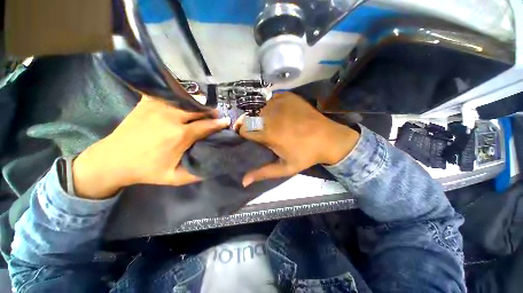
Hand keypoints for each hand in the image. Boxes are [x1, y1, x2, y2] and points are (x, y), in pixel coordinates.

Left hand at [72, 96, 229, 198]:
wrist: (113, 160)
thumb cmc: (147, 170)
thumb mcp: (175, 178)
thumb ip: (197, 173)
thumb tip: (215, 164)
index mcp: (180, 135)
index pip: (207, 125)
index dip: (219, 123)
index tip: (227, 122)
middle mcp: (171, 117)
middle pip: (200, 109)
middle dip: (211, 113)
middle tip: (214, 117)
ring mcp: (158, 106)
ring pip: (187, 100)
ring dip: (198, 105)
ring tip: (201, 111)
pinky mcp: (148, 102)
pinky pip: (170, 94)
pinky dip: (180, 97)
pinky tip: (183, 103)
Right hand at [234, 92, 359, 186]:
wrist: (330, 138)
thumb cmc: (307, 155)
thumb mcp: (285, 168)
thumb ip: (263, 173)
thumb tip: (243, 181)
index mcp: (269, 133)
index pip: (244, 129)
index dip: (245, 135)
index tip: (251, 139)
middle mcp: (271, 115)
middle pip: (250, 118)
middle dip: (252, 125)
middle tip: (262, 132)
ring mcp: (279, 103)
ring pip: (259, 108)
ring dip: (261, 116)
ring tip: (270, 123)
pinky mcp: (287, 96)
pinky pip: (271, 100)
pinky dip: (271, 106)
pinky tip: (279, 113)